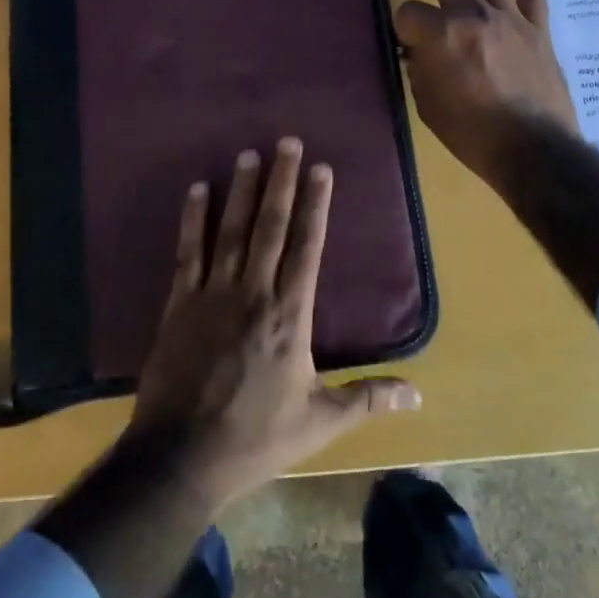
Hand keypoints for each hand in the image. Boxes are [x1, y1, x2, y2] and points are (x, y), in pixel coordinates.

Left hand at [129, 138, 420, 510]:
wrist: (182, 456)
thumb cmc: (256, 437)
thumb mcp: (320, 422)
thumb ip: (367, 398)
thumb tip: (418, 393)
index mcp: (291, 315)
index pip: (308, 246)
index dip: (316, 205)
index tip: (321, 169)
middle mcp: (255, 291)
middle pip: (271, 225)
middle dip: (281, 181)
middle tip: (287, 141)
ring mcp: (214, 293)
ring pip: (232, 230)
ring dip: (242, 190)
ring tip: (249, 153)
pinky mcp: (180, 302)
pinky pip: (188, 252)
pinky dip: (193, 219)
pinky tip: (198, 189)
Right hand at [395, 0, 577, 192]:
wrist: (533, 149)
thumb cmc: (473, 134)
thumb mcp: (428, 105)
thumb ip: (421, 69)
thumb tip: (421, 51)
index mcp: (442, 36)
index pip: (410, 13)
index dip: (403, 23)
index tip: (405, 35)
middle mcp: (475, 16)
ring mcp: (510, 18)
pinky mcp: (537, 29)